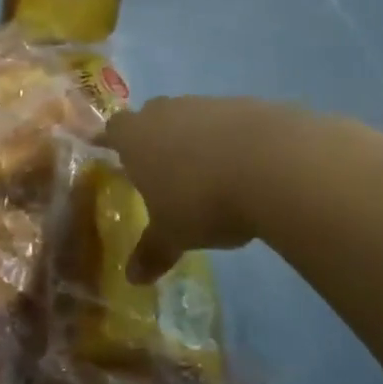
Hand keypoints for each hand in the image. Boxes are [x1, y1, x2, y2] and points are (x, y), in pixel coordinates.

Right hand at [98, 96, 275, 282]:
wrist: (273, 164)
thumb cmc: (202, 200)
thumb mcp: (174, 235)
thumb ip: (152, 251)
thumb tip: (132, 278)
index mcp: (136, 137)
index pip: (113, 129)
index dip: (111, 139)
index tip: (109, 148)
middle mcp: (167, 112)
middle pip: (152, 116)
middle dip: (154, 138)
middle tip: (160, 167)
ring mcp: (208, 104)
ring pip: (192, 117)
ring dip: (195, 138)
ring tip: (207, 173)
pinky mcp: (248, 105)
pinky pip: (229, 122)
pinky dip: (231, 140)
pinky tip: (245, 167)